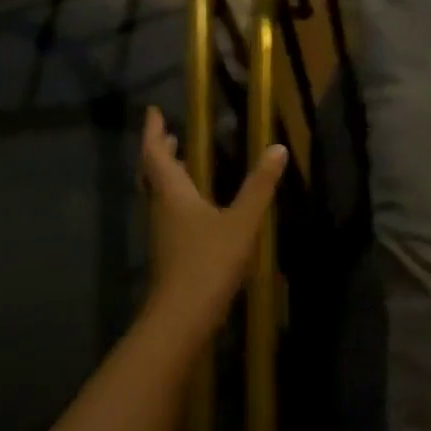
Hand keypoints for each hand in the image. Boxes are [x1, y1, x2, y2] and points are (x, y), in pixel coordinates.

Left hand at [141, 107, 287, 343]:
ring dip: (168, 174)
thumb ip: (260, 186)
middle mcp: (162, 209)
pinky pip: (169, 212)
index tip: (154, 111)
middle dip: (159, 151)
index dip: (153, 131)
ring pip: (159, 194)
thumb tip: (278, 148)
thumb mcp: (242, 222)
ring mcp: (164, 233)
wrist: (181, 318)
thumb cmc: (208, 262)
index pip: (155, 154)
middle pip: (153, 174)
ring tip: (183, 161)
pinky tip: (197, 205)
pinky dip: (178, 196)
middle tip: (168, 134)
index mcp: (173, 194)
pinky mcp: (170, 252)